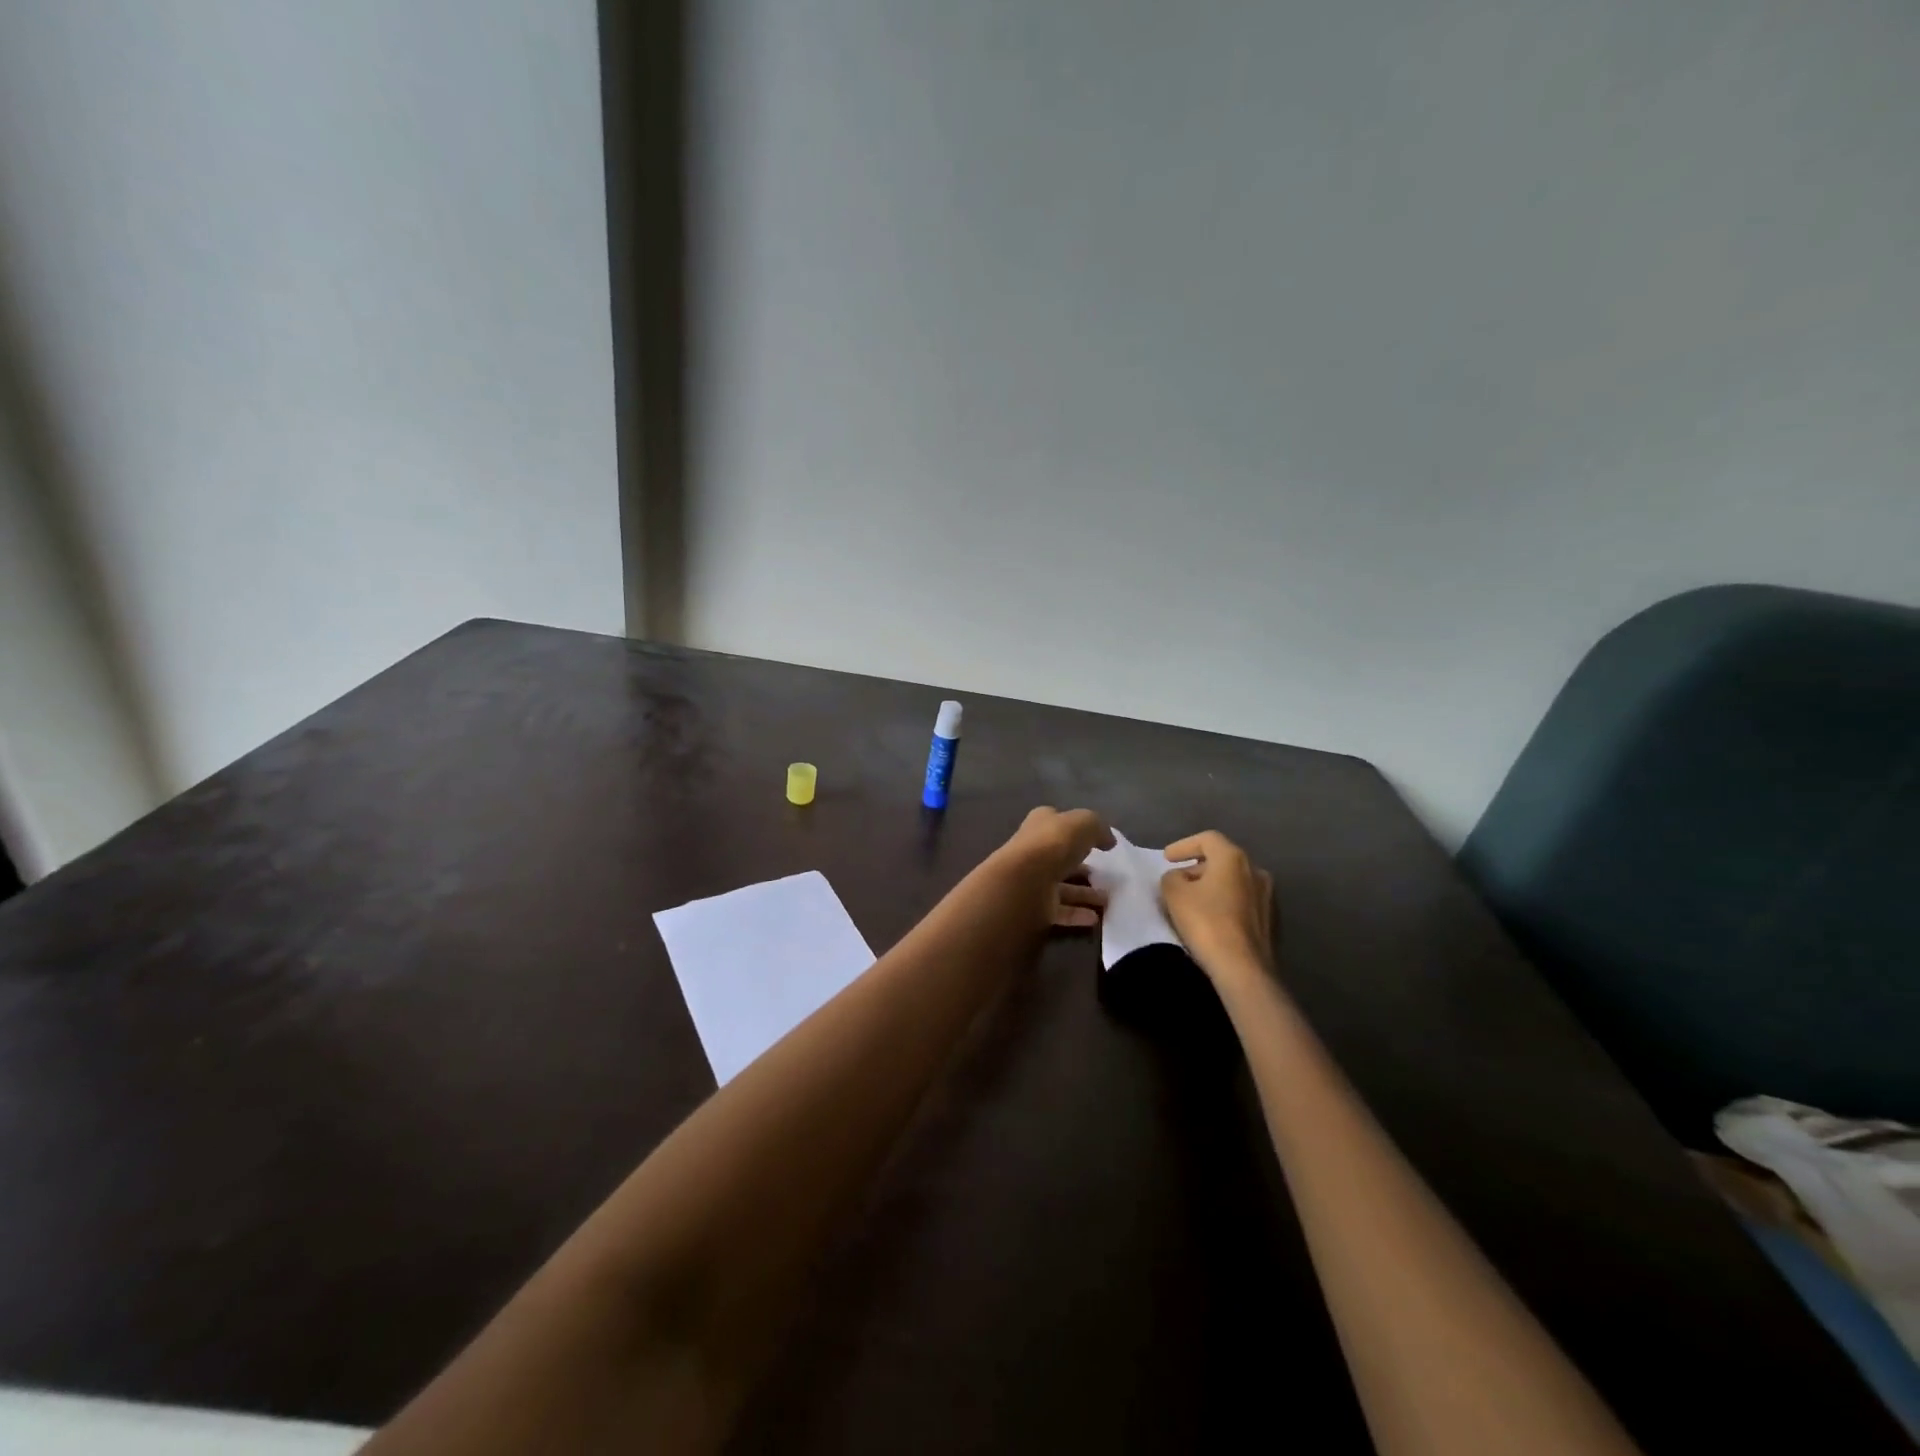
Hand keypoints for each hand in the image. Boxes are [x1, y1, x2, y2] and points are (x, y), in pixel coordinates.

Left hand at [992, 807, 1114, 930]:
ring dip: (1084, 894)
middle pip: (1061, 858)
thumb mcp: (1084, 824)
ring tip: (1108, 900)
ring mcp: (1033, 880)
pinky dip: (1076, 914)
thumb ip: (1098, 828)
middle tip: (1106, 876)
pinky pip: (1059, 910)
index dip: (1076, 830)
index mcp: (1040, 825)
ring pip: (1062, 886)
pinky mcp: (1034, 906)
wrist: (1024, 882)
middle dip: (1083, 867)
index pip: (1057, 823)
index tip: (1098, 843)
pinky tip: (1095, 918)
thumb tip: (1109, 841)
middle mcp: (1033, 851)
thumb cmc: (1053, 844)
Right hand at [1160, 830, 1274, 985]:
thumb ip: (1172, 877)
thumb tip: (1180, 878)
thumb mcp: (1174, 894)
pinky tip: (1213, 918)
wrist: (1244, 968)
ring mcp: (1268, 896)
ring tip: (1194, 900)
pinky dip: (1225, 903)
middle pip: (1222, 860)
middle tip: (1178, 880)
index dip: (1183, 845)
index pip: (1207, 839)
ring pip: (1234, 881)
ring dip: (1213, 886)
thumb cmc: (1206, 923)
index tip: (1167, 858)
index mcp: (1233, 858)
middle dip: (1197, 867)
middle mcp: (1256, 871)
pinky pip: (1242, 901)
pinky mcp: (1271, 920)